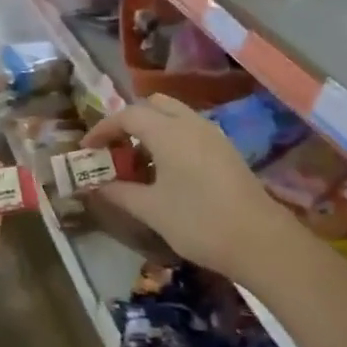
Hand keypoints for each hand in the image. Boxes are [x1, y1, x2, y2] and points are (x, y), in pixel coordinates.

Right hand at [81, 95, 292, 280]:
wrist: (259, 240)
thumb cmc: (198, 222)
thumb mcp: (151, 210)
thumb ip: (119, 192)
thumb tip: (94, 186)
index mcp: (168, 131)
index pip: (127, 115)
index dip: (103, 129)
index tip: (87, 149)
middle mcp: (191, 123)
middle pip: (153, 105)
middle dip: (129, 121)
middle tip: (114, 149)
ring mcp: (212, 134)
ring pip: (175, 116)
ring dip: (152, 130)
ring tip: (137, 162)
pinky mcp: (226, 150)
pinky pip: (190, 130)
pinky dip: (171, 139)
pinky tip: (166, 171)